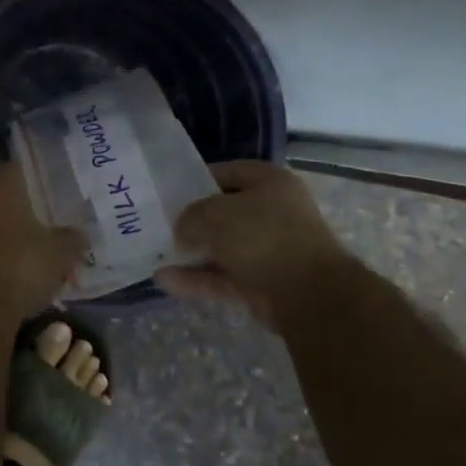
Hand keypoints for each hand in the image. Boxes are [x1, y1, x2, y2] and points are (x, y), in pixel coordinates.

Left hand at [0, 162, 88, 317]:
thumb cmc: (22, 266)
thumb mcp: (62, 252)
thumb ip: (73, 238)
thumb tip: (79, 235)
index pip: (13, 166)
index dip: (31, 172)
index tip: (47, 182)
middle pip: (0, 198)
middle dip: (21, 209)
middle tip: (45, 220)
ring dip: (7, 235)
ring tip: (33, 251)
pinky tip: (15, 272)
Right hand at [156, 160, 350, 327]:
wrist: (308, 294)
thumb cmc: (262, 236)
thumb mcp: (214, 214)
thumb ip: (190, 216)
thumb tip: (183, 231)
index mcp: (271, 183)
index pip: (229, 172)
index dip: (199, 178)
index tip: (172, 192)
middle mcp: (275, 213)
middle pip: (227, 212)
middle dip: (195, 220)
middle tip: (163, 224)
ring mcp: (271, 250)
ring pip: (224, 247)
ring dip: (193, 253)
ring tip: (158, 255)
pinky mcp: (265, 284)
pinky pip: (225, 276)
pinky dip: (199, 279)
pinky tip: (166, 281)